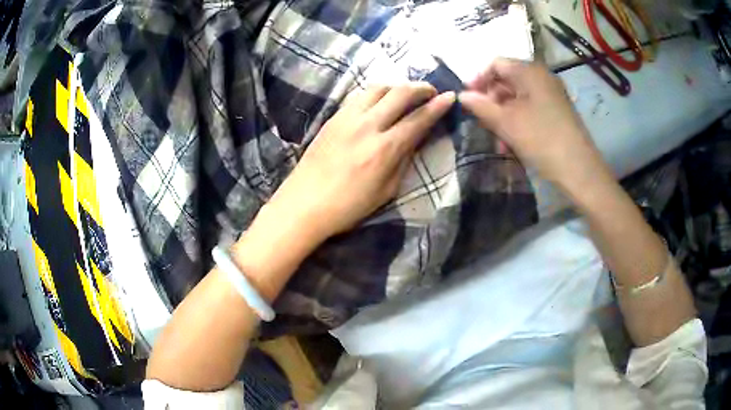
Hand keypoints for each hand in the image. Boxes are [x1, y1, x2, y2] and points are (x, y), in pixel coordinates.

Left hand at [264, 83, 454, 242]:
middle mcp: (368, 125)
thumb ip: (404, 160)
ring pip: (378, 87)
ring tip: (406, 93)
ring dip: (397, 86)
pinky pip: (359, 95)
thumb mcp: (387, 190)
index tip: (450, 96)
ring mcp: (347, 118)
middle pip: (400, 93)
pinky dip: (376, 92)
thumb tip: (415, 138)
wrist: (304, 204)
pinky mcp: (333, 117)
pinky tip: (380, 100)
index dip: (437, 106)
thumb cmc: (348, 206)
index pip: (418, 119)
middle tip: (431, 90)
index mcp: (385, 149)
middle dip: (421, 87)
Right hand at [459, 58, 608, 189]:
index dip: (478, 79)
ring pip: (518, 98)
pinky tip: (512, 142)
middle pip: (507, 80)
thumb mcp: (506, 122)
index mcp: (530, 71)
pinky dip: (518, 121)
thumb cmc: (541, 139)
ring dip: (503, 115)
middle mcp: (542, 77)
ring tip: (497, 139)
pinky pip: (531, 109)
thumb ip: (480, 106)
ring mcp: (552, 95)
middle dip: (491, 101)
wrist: (579, 169)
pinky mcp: (557, 111)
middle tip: (481, 122)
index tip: (467, 100)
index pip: (496, 64)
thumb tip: (462, 96)